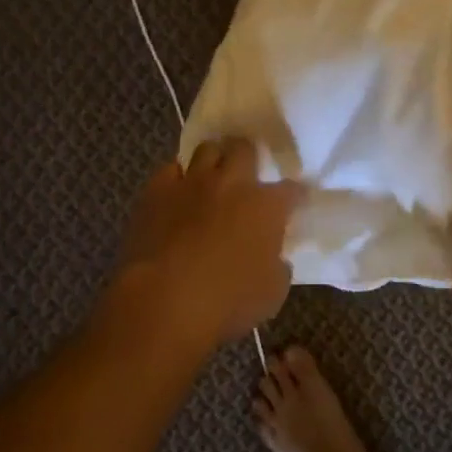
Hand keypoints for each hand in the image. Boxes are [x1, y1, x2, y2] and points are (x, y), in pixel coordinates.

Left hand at [113, 137, 300, 350]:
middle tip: (246, 174)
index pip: (291, 189)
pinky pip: (170, 170)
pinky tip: (177, 193)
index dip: (294, 194)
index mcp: (267, 206)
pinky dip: (176, 178)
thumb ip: (278, 267)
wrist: (164, 301)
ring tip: (212, 176)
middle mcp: (232, 183)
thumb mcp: (272, 293)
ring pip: (207, 149)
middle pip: (245, 149)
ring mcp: (192, 183)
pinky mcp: (157, 191)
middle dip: (248, 157)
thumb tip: (276, 258)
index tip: (294, 201)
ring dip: (213, 160)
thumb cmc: (227, 302)